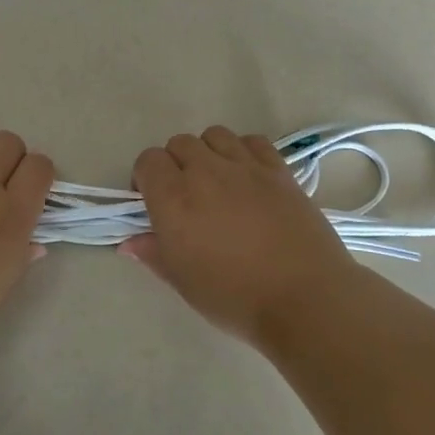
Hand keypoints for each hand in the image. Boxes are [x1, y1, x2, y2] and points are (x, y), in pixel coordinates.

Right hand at [121, 126, 359, 344]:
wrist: (305, 299)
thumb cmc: (235, 297)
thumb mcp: (183, 282)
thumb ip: (153, 254)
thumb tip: (129, 241)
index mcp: (174, 199)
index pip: (147, 161)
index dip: (145, 178)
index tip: (152, 203)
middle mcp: (205, 172)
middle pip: (179, 143)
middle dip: (175, 164)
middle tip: (185, 197)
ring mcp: (245, 166)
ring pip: (214, 135)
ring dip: (208, 153)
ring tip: (217, 182)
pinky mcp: (278, 170)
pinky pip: (252, 141)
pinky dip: (244, 151)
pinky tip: (248, 178)